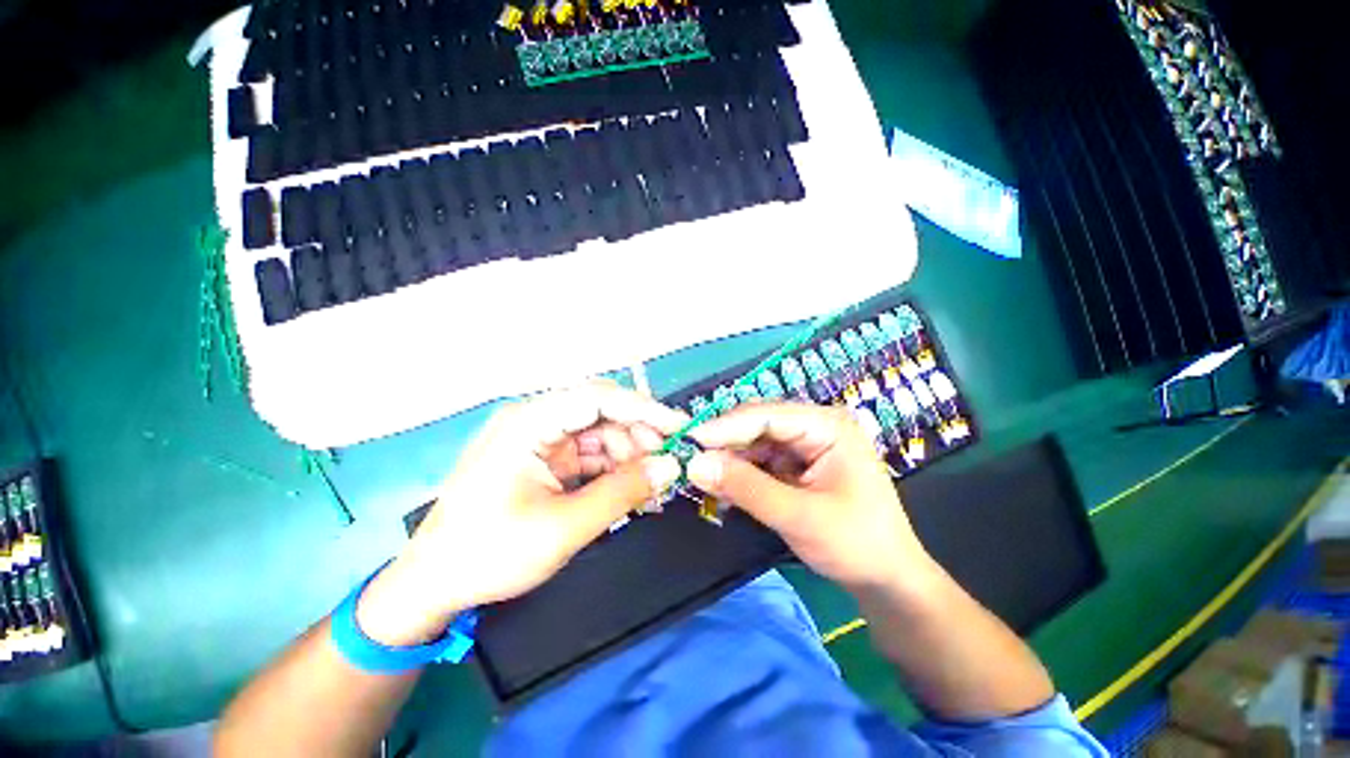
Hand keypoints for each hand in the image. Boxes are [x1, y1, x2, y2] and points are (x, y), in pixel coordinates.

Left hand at [356, 383, 684, 645]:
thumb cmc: (489, 553)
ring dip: (628, 455)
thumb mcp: (564, 527)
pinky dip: (613, 468)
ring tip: (651, 485)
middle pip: (601, 412)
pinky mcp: (543, 458)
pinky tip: (630, 488)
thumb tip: (671, 466)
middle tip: (666, 466)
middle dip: (638, 436)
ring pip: (600, 433)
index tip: (679, 427)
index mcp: (528, 422)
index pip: (597, 397)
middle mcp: (534, 419)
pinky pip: (589, 453)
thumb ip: (622, 492)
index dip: (643, 409)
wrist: (432, 585)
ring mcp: (538, 439)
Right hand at [687, 402, 936, 591]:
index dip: (725, 426)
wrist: (888, 581)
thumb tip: (695, 464)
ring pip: (756, 442)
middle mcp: (816, 426)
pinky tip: (724, 487)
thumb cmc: (855, 545)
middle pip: (759, 424)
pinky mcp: (799, 464)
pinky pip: (761, 460)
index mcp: (828, 425)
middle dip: (726, 443)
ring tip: (704, 477)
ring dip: (731, 460)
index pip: (767, 415)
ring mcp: (807, 444)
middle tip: (691, 460)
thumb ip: (745, 487)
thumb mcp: (798, 516)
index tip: (689, 440)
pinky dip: (741, 473)